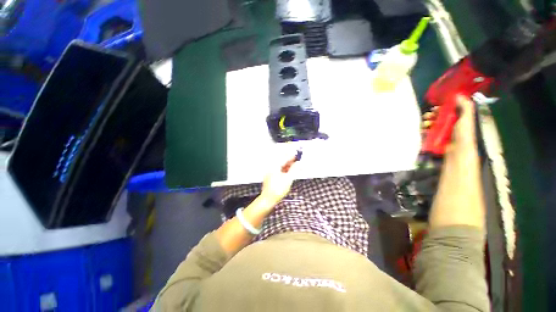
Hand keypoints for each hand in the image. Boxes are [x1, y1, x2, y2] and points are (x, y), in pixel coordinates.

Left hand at [259, 152, 297, 205]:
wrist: (268, 200)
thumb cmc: (277, 190)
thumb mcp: (288, 179)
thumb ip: (294, 170)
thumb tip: (299, 163)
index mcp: (275, 166)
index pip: (285, 158)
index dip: (292, 157)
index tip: (298, 156)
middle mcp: (272, 168)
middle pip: (282, 161)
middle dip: (290, 161)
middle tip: (298, 162)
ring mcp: (270, 173)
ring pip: (280, 166)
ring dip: (288, 166)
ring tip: (295, 168)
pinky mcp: (270, 178)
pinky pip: (279, 171)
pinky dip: (285, 170)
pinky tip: (289, 173)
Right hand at [421, 95, 477, 151]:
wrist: (457, 151)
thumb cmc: (463, 134)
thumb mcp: (467, 118)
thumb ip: (464, 106)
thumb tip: (457, 94)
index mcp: (458, 118)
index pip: (448, 110)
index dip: (441, 108)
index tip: (435, 108)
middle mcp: (449, 124)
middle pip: (437, 116)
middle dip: (431, 115)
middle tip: (428, 116)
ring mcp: (442, 131)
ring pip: (431, 124)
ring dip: (426, 122)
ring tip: (425, 124)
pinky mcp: (435, 138)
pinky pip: (427, 132)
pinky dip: (424, 130)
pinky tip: (423, 130)